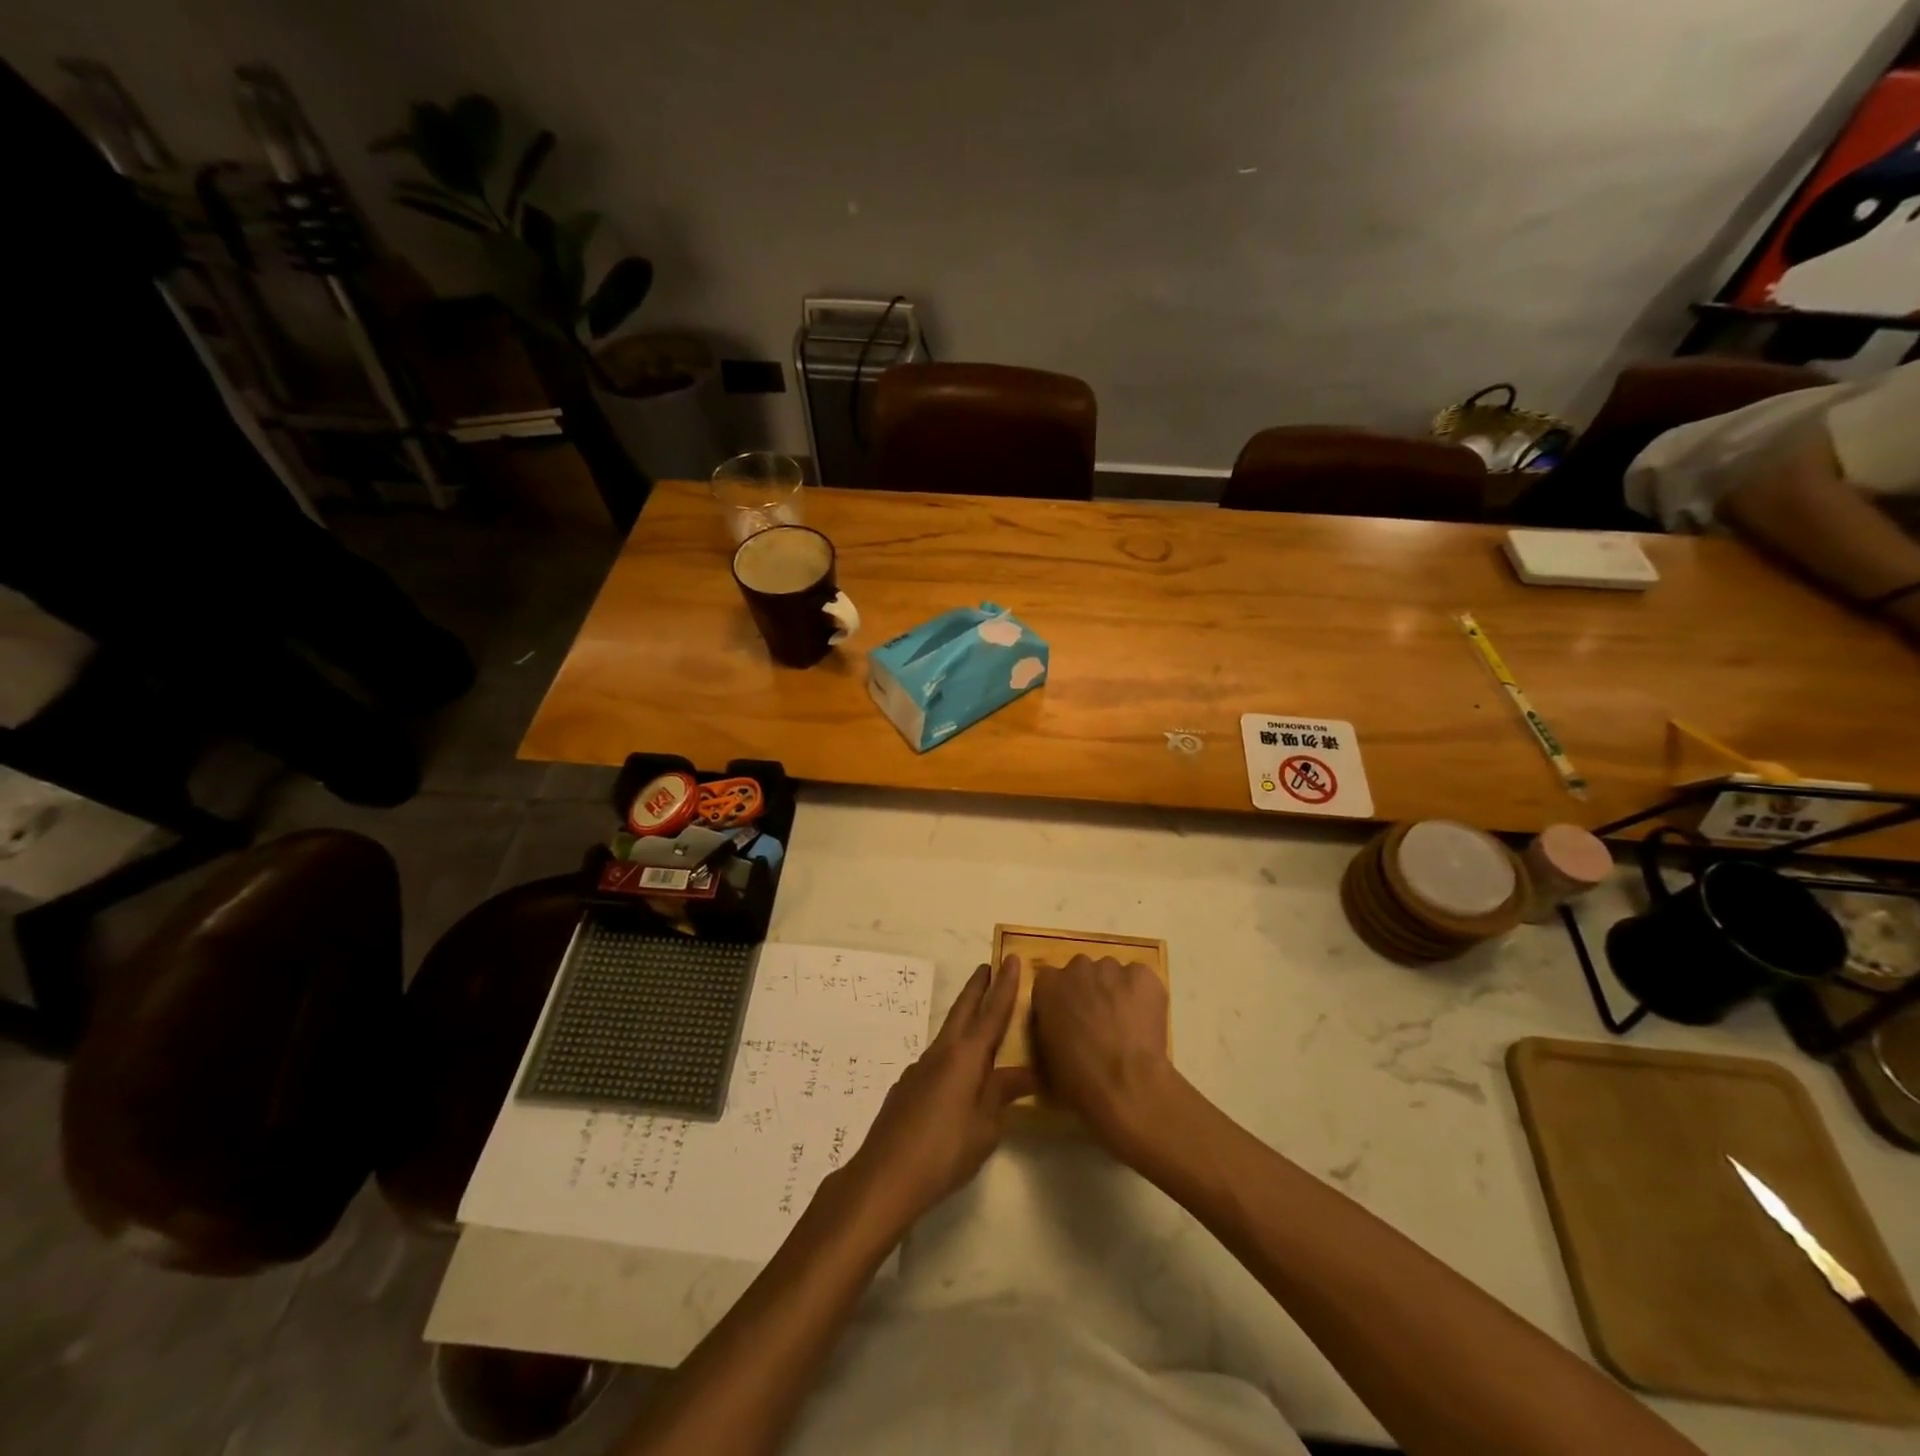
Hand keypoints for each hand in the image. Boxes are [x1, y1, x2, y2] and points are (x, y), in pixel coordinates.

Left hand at [843, 957, 1035, 1228]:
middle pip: (963, 1010)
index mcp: (966, 1057)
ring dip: (964, 1018)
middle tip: (989, 967)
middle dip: (977, 987)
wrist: (884, 1176)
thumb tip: (1024, 1074)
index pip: (992, 1013)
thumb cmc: (944, 1151)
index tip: (1011, 958)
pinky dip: (953, 1053)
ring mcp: (920, 1068)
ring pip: (949, 1033)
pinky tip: (957, 1075)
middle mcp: (942, 1053)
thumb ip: (1001, 1095)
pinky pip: (938, 1059)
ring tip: (980, 1019)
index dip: (1005, 986)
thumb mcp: (985, 1128)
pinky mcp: (907, 1087)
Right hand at [1030, 954, 1174, 1156]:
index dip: (1062, 1002)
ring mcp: (1112, 968)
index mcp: (1047, 985)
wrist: (1125, 1083)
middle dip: (1088, 992)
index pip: (1050, 982)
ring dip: (1115, 992)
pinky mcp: (1143, 975)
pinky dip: (1143, 995)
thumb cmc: (1077, 1079)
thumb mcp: (1045, 1058)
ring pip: (1113, 974)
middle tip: (1098, 1023)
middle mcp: (1077, 967)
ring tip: (1126, 1025)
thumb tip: (1058, 1029)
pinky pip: (1141, 980)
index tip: (1069, 1022)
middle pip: (1082, 972)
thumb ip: (1047, 1030)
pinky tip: (1145, 1022)